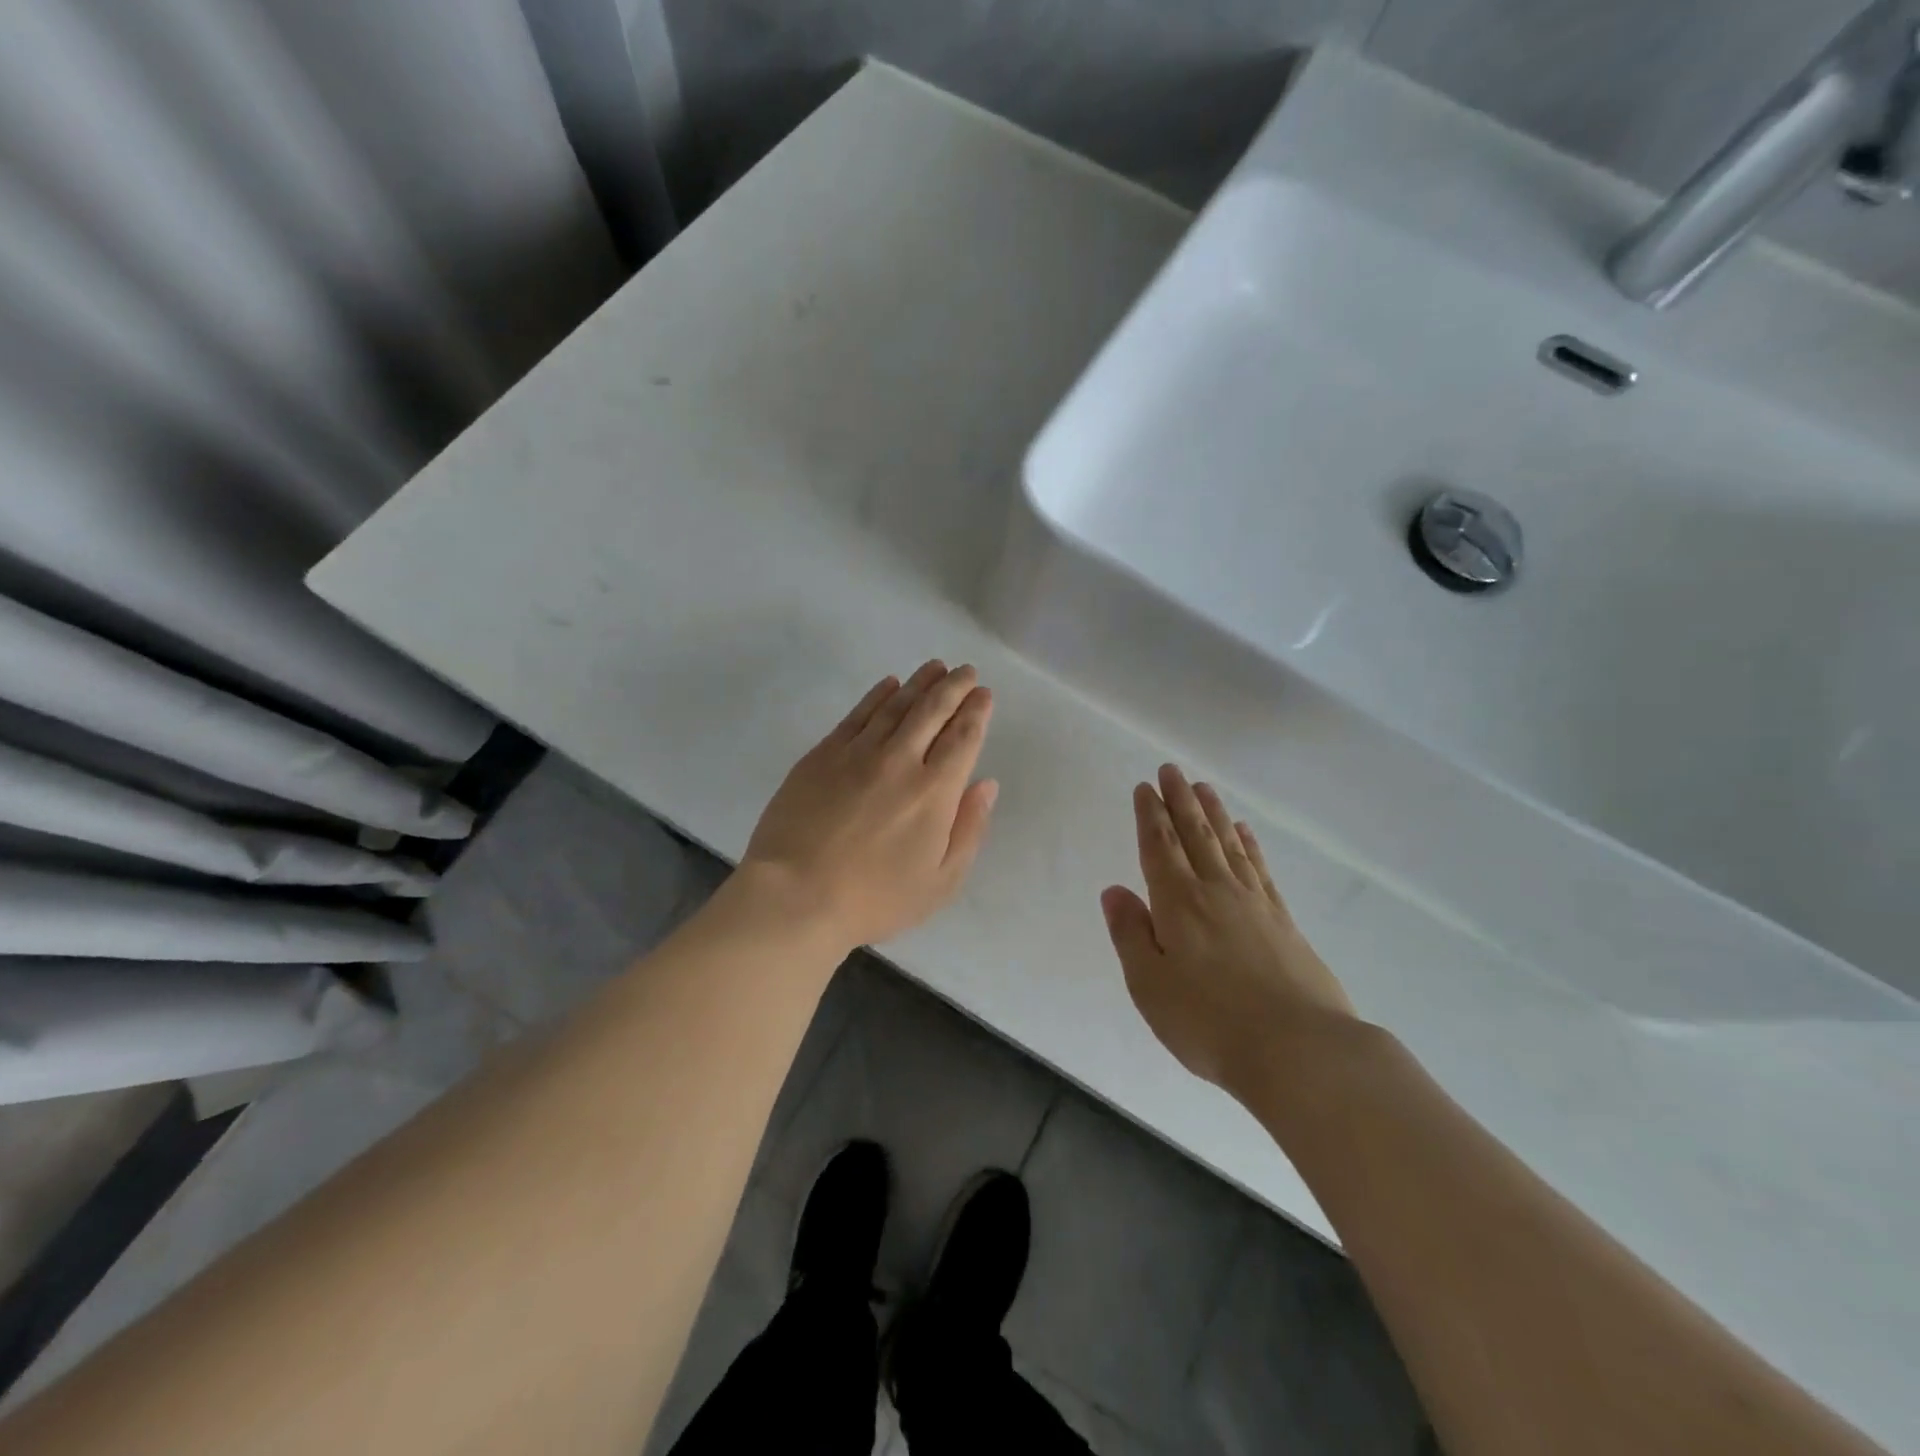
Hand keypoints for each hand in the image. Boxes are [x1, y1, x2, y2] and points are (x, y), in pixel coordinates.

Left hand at [741, 660, 998, 950]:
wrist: (795, 896)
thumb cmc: (874, 899)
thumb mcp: (940, 882)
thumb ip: (969, 829)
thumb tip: (986, 784)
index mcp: (934, 791)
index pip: (963, 737)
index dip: (977, 712)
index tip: (984, 694)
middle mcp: (900, 761)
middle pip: (933, 711)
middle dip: (954, 687)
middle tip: (966, 671)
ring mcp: (858, 753)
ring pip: (896, 705)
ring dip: (920, 682)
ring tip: (936, 667)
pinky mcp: (823, 754)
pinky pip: (857, 715)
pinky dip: (877, 695)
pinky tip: (889, 684)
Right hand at [1101, 764, 1355, 1092]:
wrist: (1300, 1051)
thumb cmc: (1209, 1022)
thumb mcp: (1150, 985)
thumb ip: (1130, 934)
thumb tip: (1114, 890)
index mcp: (1178, 903)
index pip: (1160, 847)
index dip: (1150, 815)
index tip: (1146, 787)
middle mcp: (1216, 891)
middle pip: (1195, 835)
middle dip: (1181, 800)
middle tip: (1172, 769)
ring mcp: (1255, 904)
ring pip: (1229, 845)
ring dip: (1214, 814)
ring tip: (1205, 788)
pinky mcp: (1284, 922)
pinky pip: (1260, 869)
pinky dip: (1250, 846)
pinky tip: (1245, 833)